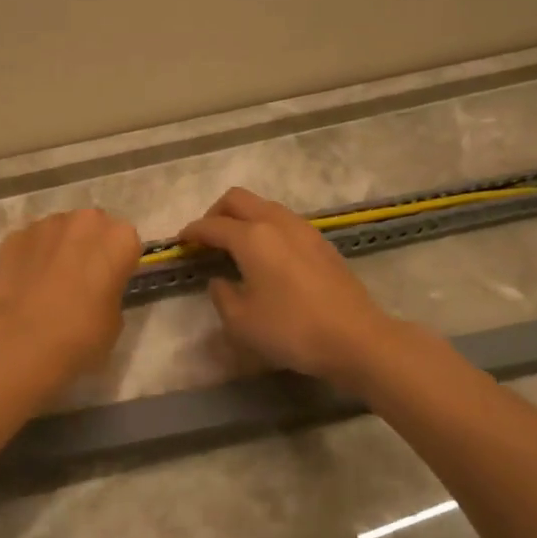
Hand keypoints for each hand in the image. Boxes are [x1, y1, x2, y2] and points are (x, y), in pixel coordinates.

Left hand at [0, 208, 142, 383]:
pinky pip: (29, 244)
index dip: (116, 265)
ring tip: (47, 284)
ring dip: (57, 249)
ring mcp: (45, 225)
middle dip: (87, 247)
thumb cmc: (81, 335)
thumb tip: (94, 292)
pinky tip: (23, 287)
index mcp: (119, 239)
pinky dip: (28, 259)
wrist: (21, 342)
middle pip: (91, 228)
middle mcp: (85, 221)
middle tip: (79, 281)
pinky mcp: (14, 236)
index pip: (126, 244)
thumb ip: (109, 293)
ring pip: (58, 232)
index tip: (108, 285)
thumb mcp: (114, 321)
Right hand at [180, 187, 399, 390]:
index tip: (180, 242)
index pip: (212, 225)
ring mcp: (303, 229)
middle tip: (206, 238)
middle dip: (215, 213)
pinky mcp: (321, 242)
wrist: (356, 337)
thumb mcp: (241, 321)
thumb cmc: (291, 329)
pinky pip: (283, 221)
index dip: (192, 232)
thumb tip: (220, 280)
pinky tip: (266, 256)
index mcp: (252, 237)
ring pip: (264, 206)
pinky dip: (265, 228)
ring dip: (243, 218)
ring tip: (235, 246)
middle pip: (238, 199)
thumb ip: (222, 295)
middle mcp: (276, 222)